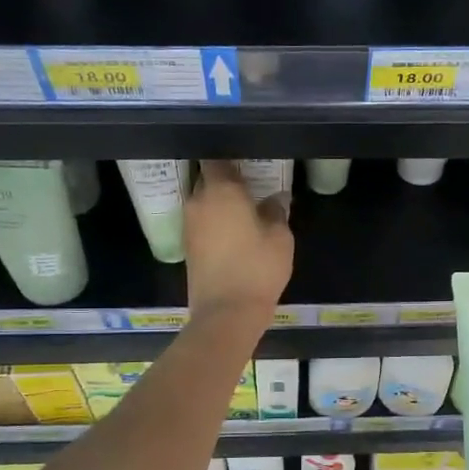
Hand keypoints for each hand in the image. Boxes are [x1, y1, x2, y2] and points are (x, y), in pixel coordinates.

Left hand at [184, 161, 292, 327]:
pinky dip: (215, 221)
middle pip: (208, 179)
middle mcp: (198, 201)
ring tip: (245, 209)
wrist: (226, 312)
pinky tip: (235, 230)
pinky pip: (202, 221)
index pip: (217, 159)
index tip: (247, 161)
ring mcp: (189, 225)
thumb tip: (276, 198)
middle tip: (251, 184)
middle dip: (226, 180)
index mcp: (220, 190)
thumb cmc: (257, 268)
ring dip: (220, 202)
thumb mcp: (280, 238)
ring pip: (204, 201)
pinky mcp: (188, 246)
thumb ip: (277, 211)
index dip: (231, 157)